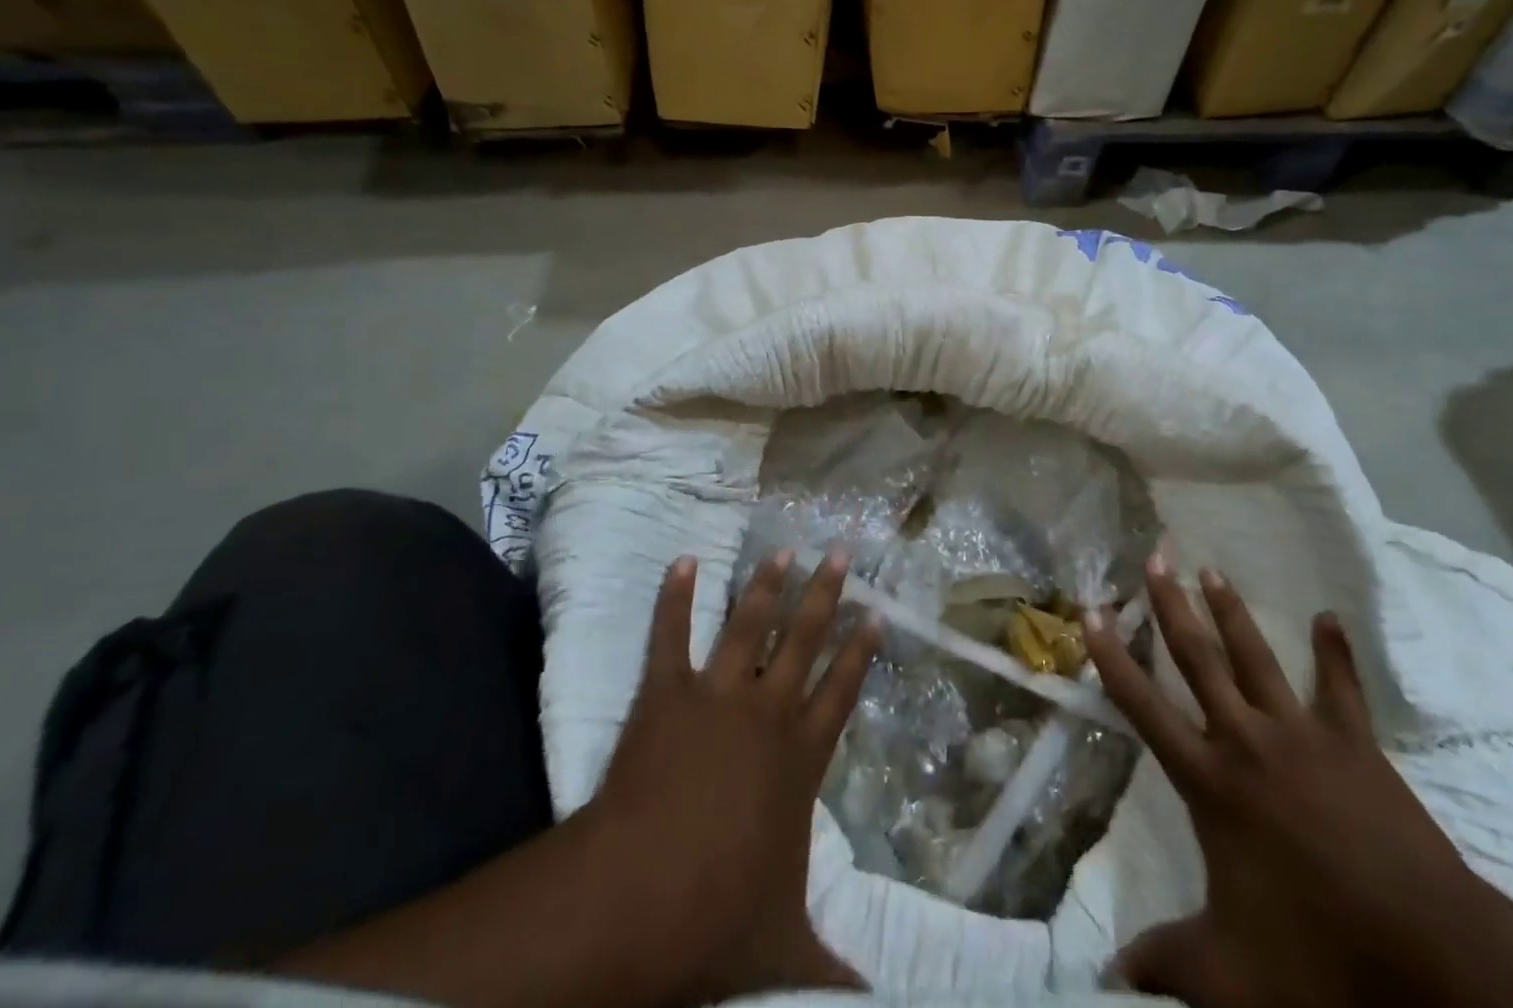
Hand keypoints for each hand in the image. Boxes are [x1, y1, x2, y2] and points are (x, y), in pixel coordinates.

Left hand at [578, 550, 881, 1007]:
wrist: (636, 900)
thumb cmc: (715, 918)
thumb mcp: (784, 949)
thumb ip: (832, 972)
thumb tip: (876, 1007)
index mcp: (800, 757)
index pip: (842, 690)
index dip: (862, 650)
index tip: (877, 612)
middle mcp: (767, 712)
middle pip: (806, 639)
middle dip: (826, 594)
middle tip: (842, 552)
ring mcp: (716, 695)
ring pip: (750, 625)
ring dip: (766, 585)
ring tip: (783, 549)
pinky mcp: (666, 693)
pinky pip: (670, 634)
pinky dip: (675, 596)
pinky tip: (681, 560)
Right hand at [1085, 556, 1491, 1007]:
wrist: (1430, 959)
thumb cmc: (1319, 956)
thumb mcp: (1230, 975)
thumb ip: (1165, 966)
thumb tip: (1104, 980)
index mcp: (1210, 782)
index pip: (1143, 706)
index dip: (1112, 658)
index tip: (1091, 611)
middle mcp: (1246, 741)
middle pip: (1198, 660)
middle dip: (1171, 606)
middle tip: (1155, 557)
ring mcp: (1302, 735)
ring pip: (1255, 657)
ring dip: (1231, 611)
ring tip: (1211, 569)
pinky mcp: (1354, 744)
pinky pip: (1341, 688)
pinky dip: (1334, 652)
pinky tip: (1329, 617)